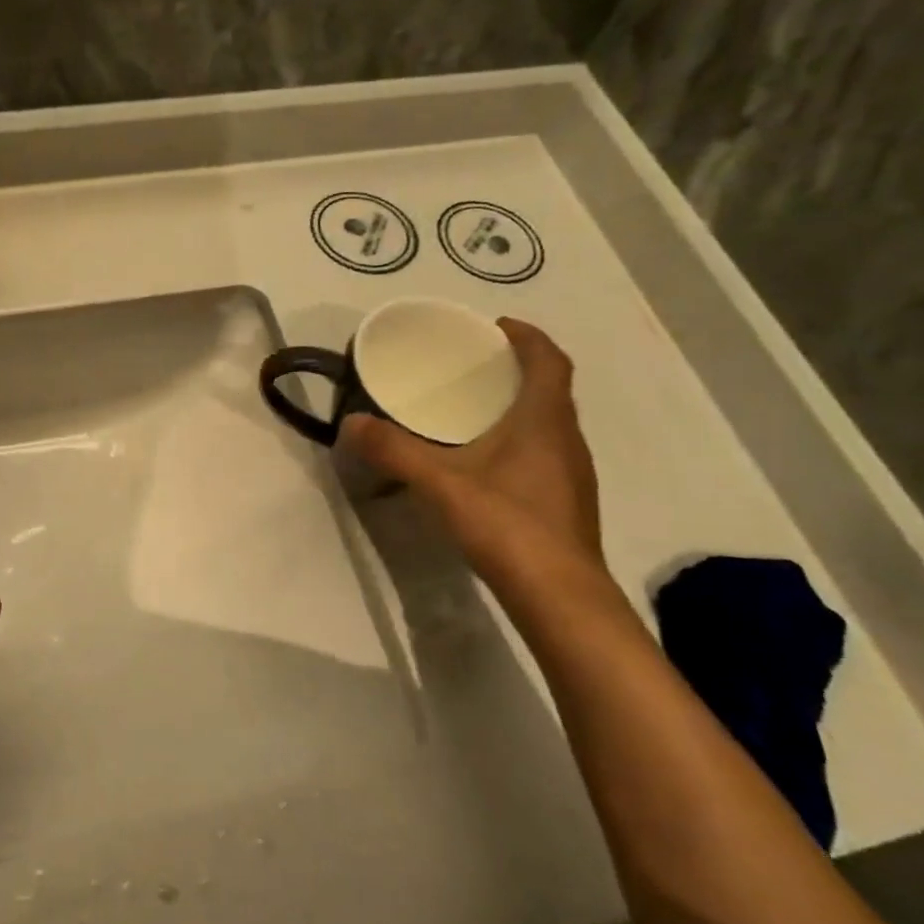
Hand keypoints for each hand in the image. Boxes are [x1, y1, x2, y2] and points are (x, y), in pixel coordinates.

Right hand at [343, 318, 601, 587]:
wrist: (559, 596)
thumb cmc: (506, 524)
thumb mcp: (440, 483)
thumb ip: (394, 450)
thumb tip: (352, 423)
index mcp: (544, 420)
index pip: (549, 360)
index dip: (528, 337)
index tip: (495, 327)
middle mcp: (566, 439)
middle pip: (550, 388)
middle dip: (517, 369)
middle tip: (473, 367)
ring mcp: (571, 473)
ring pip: (549, 422)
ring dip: (520, 406)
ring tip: (475, 410)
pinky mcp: (565, 501)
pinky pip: (545, 451)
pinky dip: (519, 439)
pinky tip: (486, 463)